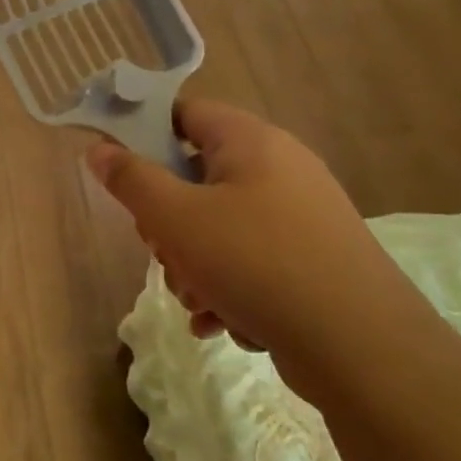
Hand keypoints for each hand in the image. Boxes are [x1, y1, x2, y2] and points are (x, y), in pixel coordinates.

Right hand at [86, 101, 433, 389]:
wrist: (362, 347)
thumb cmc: (255, 263)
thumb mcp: (175, 218)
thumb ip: (130, 179)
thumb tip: (98, 149)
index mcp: (250, 141)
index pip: (183, 112)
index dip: (144, 133)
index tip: (120, 172)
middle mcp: (280, 168)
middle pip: (196, 176)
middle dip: (168, 220)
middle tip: (162, 249)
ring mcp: (301, 216)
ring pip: (219, 225)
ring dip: (193, 263)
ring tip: (197, 299)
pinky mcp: (313, 259)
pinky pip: (251, 259)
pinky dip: (228, 286)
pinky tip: (221, 322)